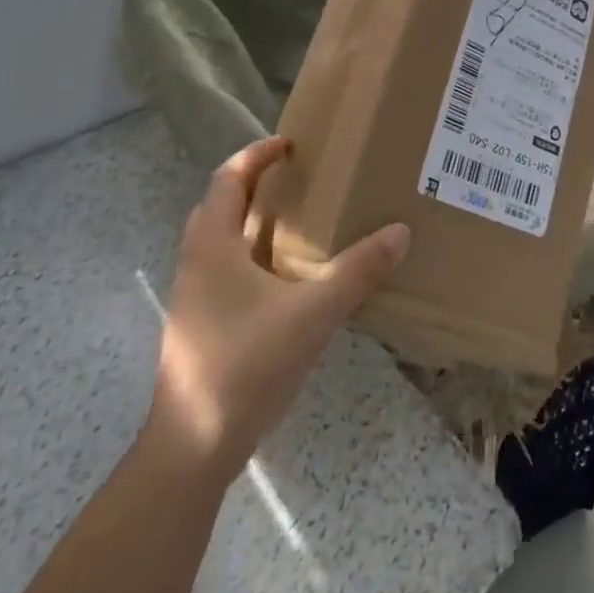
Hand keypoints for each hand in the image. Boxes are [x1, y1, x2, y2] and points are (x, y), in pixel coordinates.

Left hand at [147, 136, 409, 478]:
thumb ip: (357, 271)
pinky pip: (226, 270)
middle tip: (298, 178)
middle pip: (220, 205)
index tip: (291, 144)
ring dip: (253, 220)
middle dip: (255, 184)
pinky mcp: (202, 326)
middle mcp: (196, 263)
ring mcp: (194, 298)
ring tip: (299, 221)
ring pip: (221, 240)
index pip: (228, 179)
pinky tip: (287, 279)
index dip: (257, 155)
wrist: (193, 447)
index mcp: (212, 246)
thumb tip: (400, 232)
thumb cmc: (246, 365)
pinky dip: (253, 255)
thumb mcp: (313, 313)